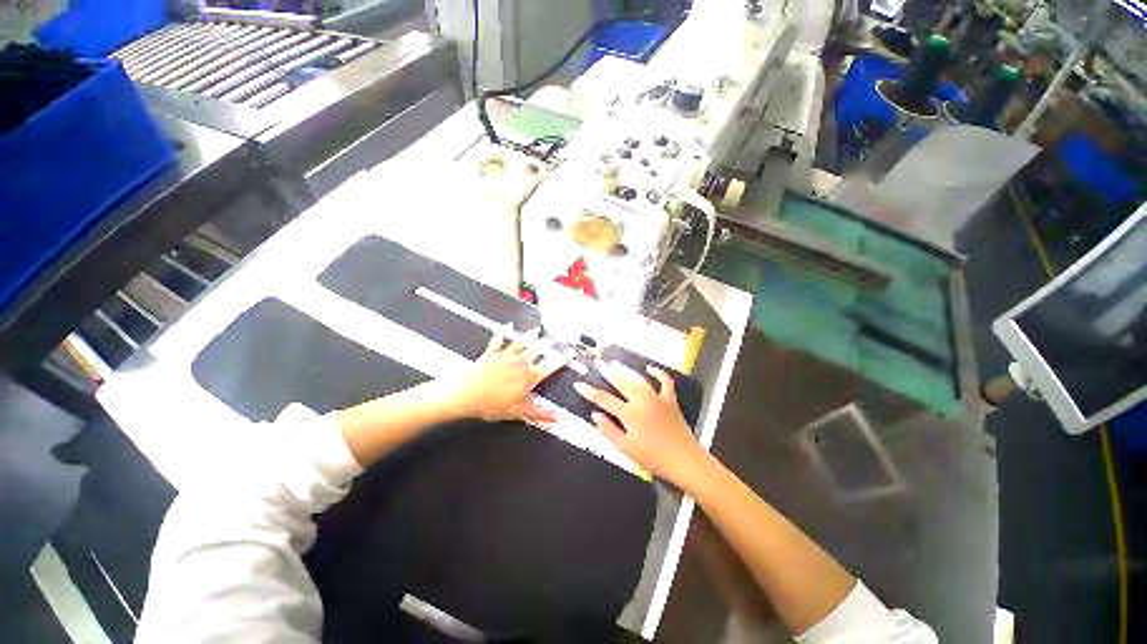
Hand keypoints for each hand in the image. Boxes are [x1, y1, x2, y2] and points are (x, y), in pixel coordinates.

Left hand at [446, 328, 564, 424]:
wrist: (465, 394)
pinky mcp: (491, 354)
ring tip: (536, 329)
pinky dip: (502, 333)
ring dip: (529, 336)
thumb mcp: (519, 412)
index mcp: (529, 376)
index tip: (570, 352)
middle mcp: (520, 362)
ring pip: (520, 343)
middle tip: (552, 338)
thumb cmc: (493, 404)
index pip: (550, 366)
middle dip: (545, 344)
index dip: (561, 359)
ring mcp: (505, 356)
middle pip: (536, 350)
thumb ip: (540, 414)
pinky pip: (498, 341)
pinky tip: (506, 326)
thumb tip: (560, 418)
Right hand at [574, 362, 706, 483]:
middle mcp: (642, 400)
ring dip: (626, 370)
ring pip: (639, 379)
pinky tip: (650, 368)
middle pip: (621, 382)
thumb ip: (609, 430)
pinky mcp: (670, 399)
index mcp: (629, 413)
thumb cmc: (653, 457)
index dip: (590, 392)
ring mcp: (657, 397)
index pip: (604, 399)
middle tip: (598, 363)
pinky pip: (665, 381)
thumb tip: (595, 415)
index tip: (579, 384)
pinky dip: (658, 373)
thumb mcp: (626, 448)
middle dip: (607, 372)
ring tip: (615, 363)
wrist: (684, 460)